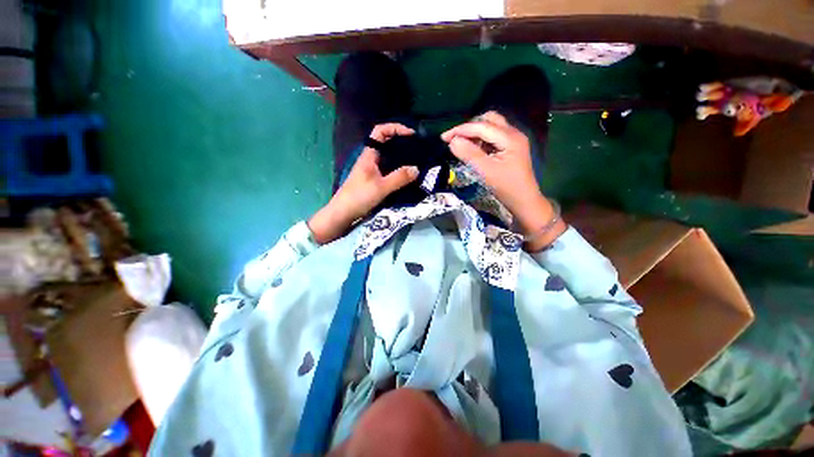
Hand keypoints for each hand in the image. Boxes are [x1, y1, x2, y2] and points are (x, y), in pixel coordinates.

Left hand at [309, 123, 418, 243]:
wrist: (343, 213)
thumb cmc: (359, 197)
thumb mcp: (381, 187)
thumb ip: (399, 178)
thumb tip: (417, 169)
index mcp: (369, 155)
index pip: (380, 131)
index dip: (395, 128)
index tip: (411, 135)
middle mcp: (371, 159)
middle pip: (386, 143)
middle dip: (402, 142)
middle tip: (418, 149)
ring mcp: (372, 170)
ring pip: (389, 158)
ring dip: (402, 157)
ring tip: (417, 161)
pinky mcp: (374, 180)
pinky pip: (389, 170)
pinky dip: (399, 170)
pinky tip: (407, 176)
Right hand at [441, 112, 564, 250]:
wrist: (524, 201)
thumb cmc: (506, 187)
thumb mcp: (486, 171)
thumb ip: (469, 154)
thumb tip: (452, 141)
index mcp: (510, 138)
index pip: (481, 126)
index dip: (461, 130)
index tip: (444, 138)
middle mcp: (513, 133)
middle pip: (488, 120)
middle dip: (469, 127)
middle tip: (455, 140)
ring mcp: (513, 139)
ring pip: (491, 126)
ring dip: (475, 132)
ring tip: (463, 145)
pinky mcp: (511, 146)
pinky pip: (493, 136)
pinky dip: (481, 139)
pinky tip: (474, 149)